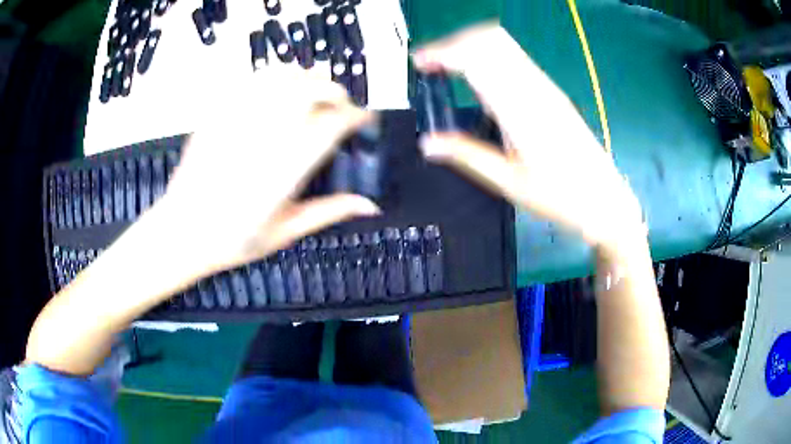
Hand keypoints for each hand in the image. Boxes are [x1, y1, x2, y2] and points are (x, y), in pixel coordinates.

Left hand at [157, 66, 379, 276]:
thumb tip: (371, 205)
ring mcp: (240, 119)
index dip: (357, 116)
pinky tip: (279, 87)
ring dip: (308, 79)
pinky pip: (253, 78)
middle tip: (340, 107)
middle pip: (313, 90)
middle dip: (336, 93)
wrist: (180, 232)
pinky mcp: (220, 112)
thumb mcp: (284, 232)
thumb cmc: (231, 240)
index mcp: (286, 168)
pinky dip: (275, 74)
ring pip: (285, 77)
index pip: (333, 124)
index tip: (365, 119)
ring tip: (312, 94)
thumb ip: (329, 212)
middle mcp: (266, 135)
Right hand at [414, 24, 644, 251]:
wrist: (604, 198)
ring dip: (470, 46)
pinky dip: (488, 57)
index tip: (419, 64)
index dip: (442, 52)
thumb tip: (428, 143)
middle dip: (454, 42)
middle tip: (431, 65)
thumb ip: (467, 155)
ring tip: (448, 69)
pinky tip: (479, 80)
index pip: (476, 57)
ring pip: (503, 43)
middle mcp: (533, 87)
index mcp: (520, 109)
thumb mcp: (509, 182)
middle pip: (489, 38)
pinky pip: (514, 58)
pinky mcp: (551, 91)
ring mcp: (545, 86)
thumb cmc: (560, 196)